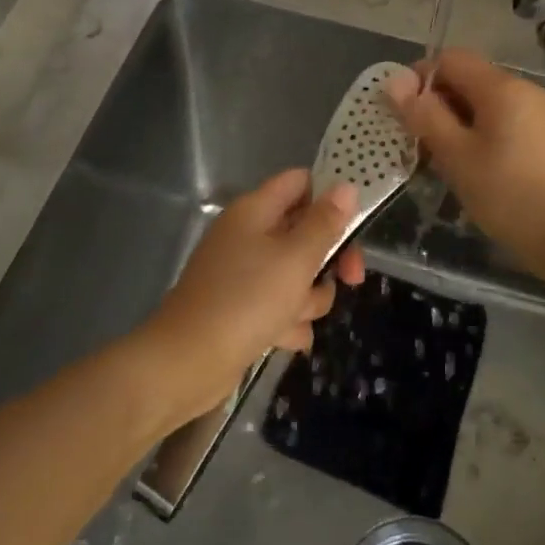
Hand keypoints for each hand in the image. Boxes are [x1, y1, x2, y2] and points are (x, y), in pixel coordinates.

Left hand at [142, 169, 365, 427]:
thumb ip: (325, 223)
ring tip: (293, 317)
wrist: (189, 361)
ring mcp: (243, 274)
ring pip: (297, 275)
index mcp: (255, 211)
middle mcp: (248, 236)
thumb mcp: (296, 258)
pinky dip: (286, 323)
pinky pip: (280, 306)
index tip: (355, 223)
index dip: (329, 197)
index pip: (300, 182)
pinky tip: (281, 340)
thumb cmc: (247, 300)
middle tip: (351, 279)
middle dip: (328, 260)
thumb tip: (346, 186)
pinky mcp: (242, 308)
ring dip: (307, 299)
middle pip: (305, 233)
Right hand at [385, 50, 544, 277]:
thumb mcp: (456, 155)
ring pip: (482, 103)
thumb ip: (424, 115)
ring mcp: (537, 114)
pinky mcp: (542, 137)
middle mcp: (523, 90)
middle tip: (415, 142)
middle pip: (467, 79)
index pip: (450, 59)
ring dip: (454, 122)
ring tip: (438, 159)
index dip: (419, 78)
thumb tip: (394, 81)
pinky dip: (476, 134)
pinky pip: (499, 122)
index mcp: (502, 87)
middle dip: (435, 104)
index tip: (402, 114)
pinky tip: (468, 167)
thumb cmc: (507, 194)